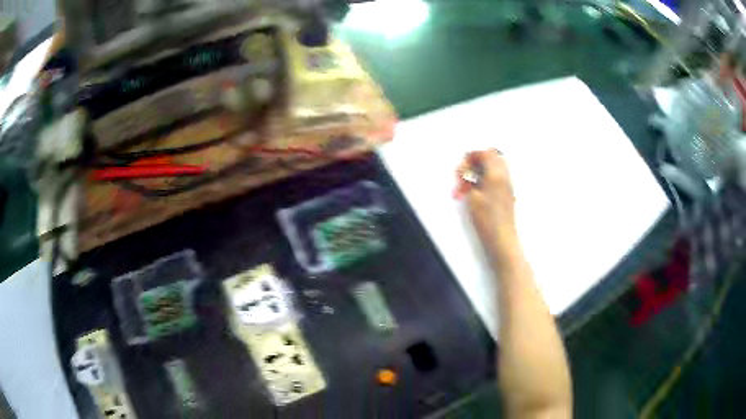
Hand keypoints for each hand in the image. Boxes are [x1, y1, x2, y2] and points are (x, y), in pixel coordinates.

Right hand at [456, 149, 516, 246]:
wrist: (501, 237)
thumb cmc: (487, 219)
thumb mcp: (472, 196)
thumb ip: (469, 179)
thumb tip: (467, 170)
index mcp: (496, 174)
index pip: (486, 153)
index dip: (472, 156)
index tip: (463, 166)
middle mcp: (504, 176)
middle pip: (493, 157)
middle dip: (477, 161)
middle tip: (466, 172)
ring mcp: (507, 185)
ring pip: (495, 167)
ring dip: (481, 170)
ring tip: (469, 184)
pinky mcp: (507, 193)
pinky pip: (497, 178)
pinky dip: (486, 179)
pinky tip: (477, 191)